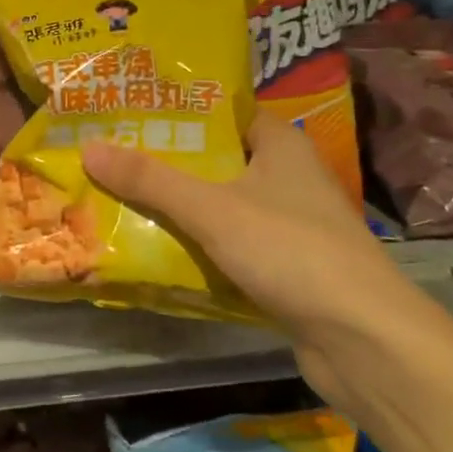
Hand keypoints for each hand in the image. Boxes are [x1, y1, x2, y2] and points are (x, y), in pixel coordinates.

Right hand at [80, 116, 433, 394]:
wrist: (364, 340)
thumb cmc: (291, 251)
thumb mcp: (212, 209)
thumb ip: (150, 179)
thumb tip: (89, 148)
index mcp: (280, 145)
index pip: (223, 112)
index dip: (179, 110)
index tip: (129, 112)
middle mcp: (288, 176)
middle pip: (216, 159)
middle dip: (167, 161)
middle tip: (112, 156)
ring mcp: (289, 224)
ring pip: (221, 204)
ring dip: (179, 206)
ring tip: (120, 197)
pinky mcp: (286, 265)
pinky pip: (230, 243)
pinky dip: (198, 244)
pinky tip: (157, 248)